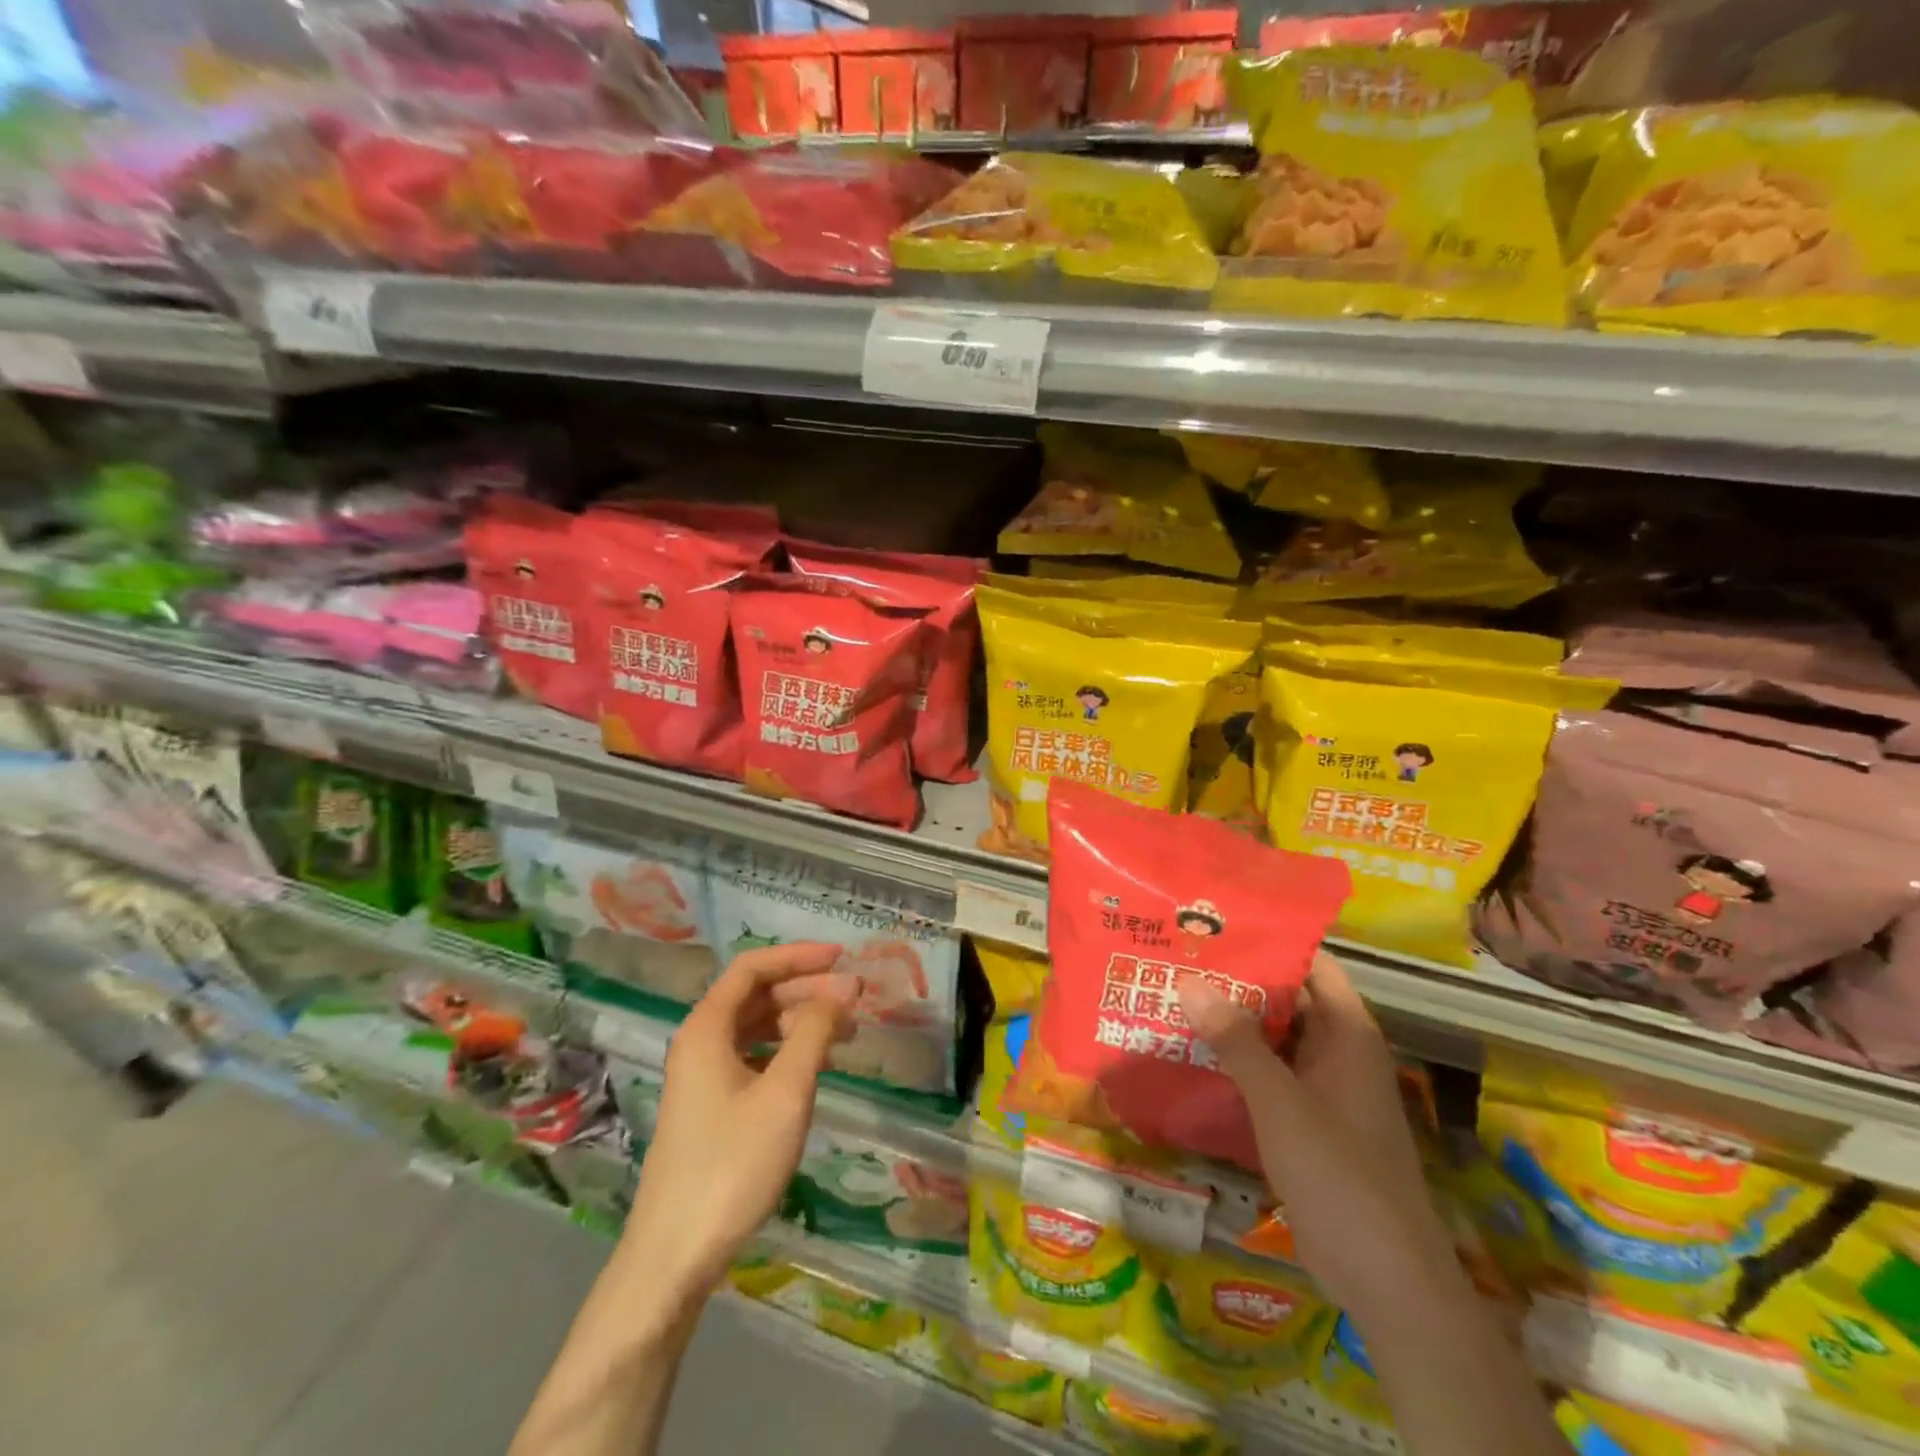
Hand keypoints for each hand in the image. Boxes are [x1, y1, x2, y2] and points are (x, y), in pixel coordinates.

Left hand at [622, 942, 857, 1310]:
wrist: (675, 1256)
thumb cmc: (732, 1165)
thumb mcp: (785, 1092)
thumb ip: (815, 1031)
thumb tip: (845, 986)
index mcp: (706, 1028)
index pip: (753, 967)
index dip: (798, 956)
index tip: (842, 959)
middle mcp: (700, 1042)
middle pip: (756, 996)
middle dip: (806, 990)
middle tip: (854, 1000)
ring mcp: (702, 1076)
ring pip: (757, 1028)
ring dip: (800, 1022)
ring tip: (846, 1033)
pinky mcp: (711, 1106)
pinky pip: (754, 1058)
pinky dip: (787, 1052)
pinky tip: (817, 1066)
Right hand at [1176, 951, 1462, 1326]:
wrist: (1387, 1280)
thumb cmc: (1340, 1175)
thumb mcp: (1280, 1102)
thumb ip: (1236, 1041)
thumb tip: (1190, 980)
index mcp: (1347, 1033)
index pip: (1310, 963)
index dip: (1268, 940)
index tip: (1214, 926)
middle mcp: (1338, 1052)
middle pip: (1287, 998)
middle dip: (1236, 980)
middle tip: (1178, 959)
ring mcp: (1324, 1089)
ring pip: (1274, 1039)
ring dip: (1231, 1023)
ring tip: (1172, 996)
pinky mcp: (1309, 1123)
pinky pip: (1269, 1076)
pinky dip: (1236, 1063)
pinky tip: (1190, 1056)